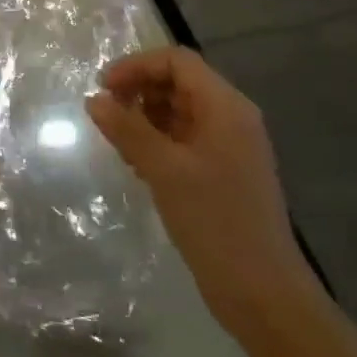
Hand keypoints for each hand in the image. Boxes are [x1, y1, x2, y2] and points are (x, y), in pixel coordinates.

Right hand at [85, 46, 317, 338]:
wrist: (263, 295)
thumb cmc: (215, 222)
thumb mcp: (164, 170)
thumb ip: (127, 129)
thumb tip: (94, 99)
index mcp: (226, 107)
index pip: (177, 61)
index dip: (136, 66)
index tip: (102, 87)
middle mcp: (231, 118)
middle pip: (178, 82)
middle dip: (138, 90)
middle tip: (106, 114)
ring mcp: (229, 146)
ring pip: (179, 110)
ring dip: (145, 116)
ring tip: (118, 141)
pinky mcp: (223, 172)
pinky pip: (184, 138)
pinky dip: (157, 140)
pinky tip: (136, 164)